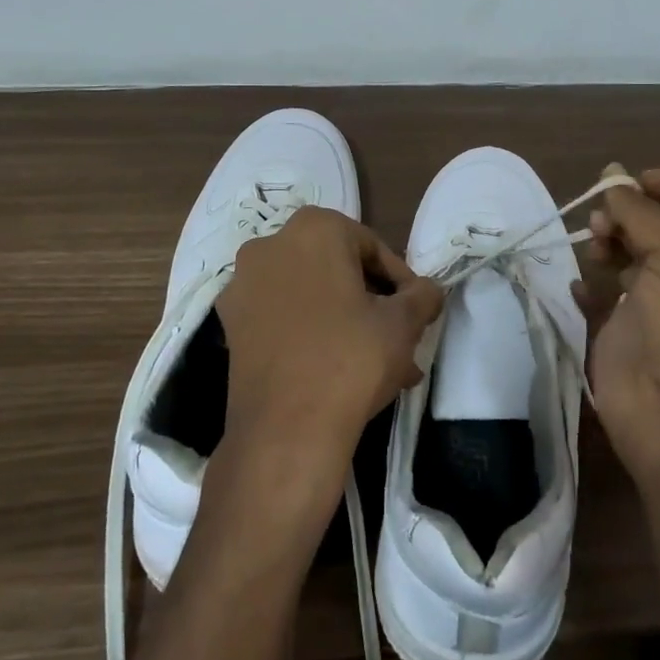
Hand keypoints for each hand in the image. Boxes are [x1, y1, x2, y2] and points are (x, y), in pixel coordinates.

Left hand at [216, 207, 442, 489]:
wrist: (286, 431)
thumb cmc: (351, 358)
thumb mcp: (403, 323)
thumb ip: (423, 295)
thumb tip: (428, 291)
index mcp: (313, 229)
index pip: (372, 248)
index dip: (401, 281)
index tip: (416, 312)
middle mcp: (270, 246)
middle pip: (339, 270)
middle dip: (373, 304)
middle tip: (401, 338)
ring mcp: (244, 287)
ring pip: (312, 297)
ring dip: (348, 323)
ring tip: (383, 365)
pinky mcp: (231, 326)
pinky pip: (285, 319)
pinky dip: (313, 335)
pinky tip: (343, 373)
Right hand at [573, 165, 659, 506]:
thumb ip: (642, 214)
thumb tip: (614, 175)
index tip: (627, 179)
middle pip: (649, 225)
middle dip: (625, 212)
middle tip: (603, 221)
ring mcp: (645, 303)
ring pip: (620, 255)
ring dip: (604, 242)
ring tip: (595, 247)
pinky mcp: (614, 330)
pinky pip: (594, 296)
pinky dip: (584, 285)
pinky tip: (579, 285)